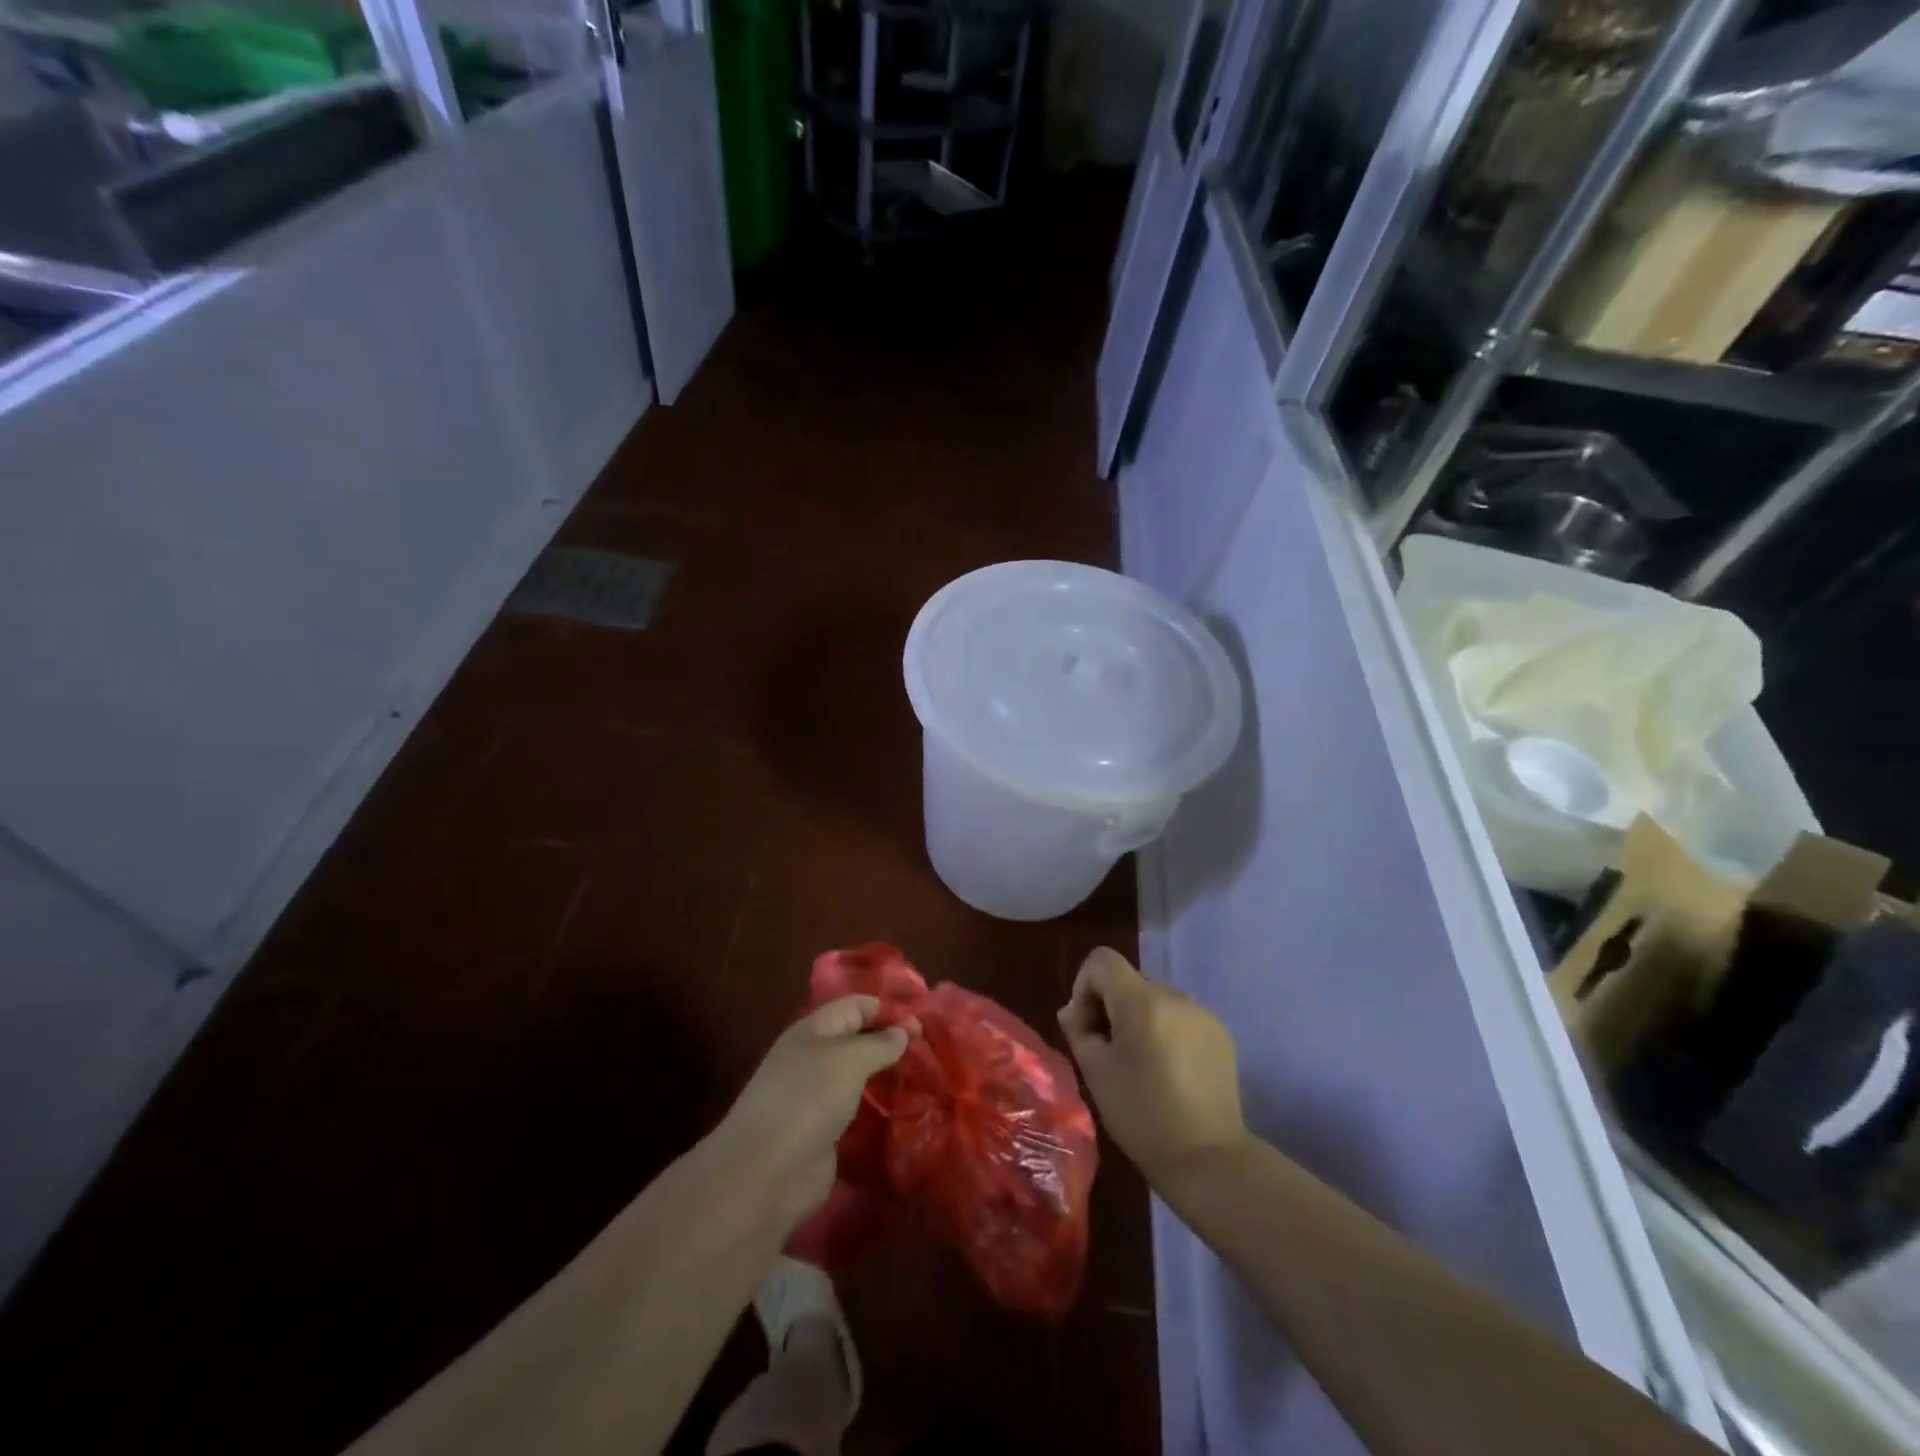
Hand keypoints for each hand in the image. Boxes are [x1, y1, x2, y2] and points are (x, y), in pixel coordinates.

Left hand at [715, 996, 910, 1235]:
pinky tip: (905, 1114)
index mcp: (813, 1030)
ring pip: (859, 1078)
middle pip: (857, 1041)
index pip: (855, 1006)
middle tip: (930, 1052)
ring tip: (925, 1081)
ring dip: (887, 1079)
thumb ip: (880, 1043)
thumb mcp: (850, 1059)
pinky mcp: (823, 1134)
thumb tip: (903, 1031)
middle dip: (891, 1044)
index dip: (888, 1009)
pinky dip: (879, 1112)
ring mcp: (816, 1098)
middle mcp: (813, 1058)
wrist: (767, 1172)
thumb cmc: (808, 1098)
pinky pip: (857, 1113)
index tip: (924, 1023)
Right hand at [1058, 947, 1246, 1185]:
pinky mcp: (1221, 1034)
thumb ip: (1078, 1030)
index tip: (1087, 1028)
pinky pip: (1180, 1018)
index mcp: (1142, 1001)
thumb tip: (1072, 1011)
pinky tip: (1168, 1072)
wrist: (1207, 1158)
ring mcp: (1202, 1013)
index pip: (1102, 960)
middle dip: (1111, 1006)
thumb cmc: (1142, 1115)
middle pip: (1129, 980)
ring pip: (1155, 999)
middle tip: (1108, 1051)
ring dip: (1139, 1019)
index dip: (1085, 987)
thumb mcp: (1096, 1072)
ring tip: (1140, 1064)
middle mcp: (1175, 996)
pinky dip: (1166, 1032)